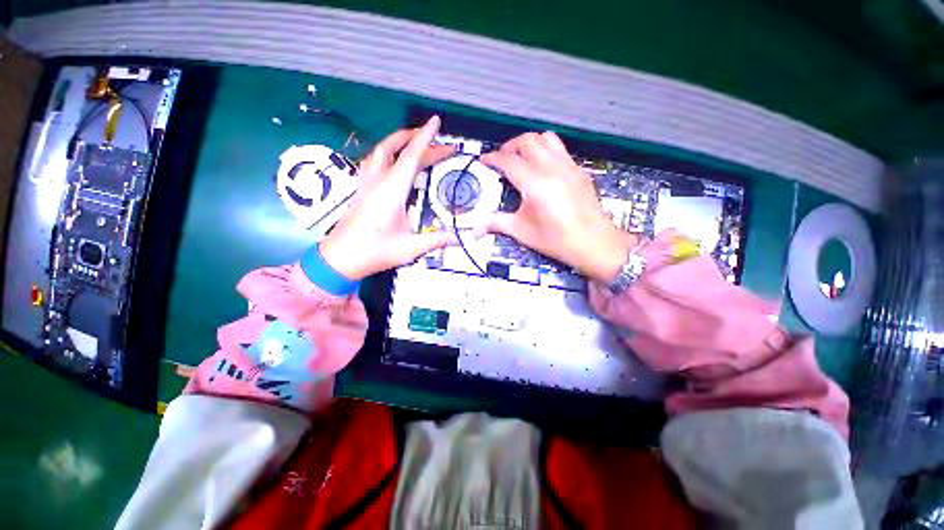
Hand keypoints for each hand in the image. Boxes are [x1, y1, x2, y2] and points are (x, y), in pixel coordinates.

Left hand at [320, 116, 456, 279]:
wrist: (340, 259)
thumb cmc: (375, 252)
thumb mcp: (410, 248)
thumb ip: (436, 240)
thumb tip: (458, 238)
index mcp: (392, 191)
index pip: (411, 157)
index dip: (425, 138)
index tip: (436, 121)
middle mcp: (377, 181)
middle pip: (395, 148)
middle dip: (416, 138)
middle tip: (436, 139)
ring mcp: (366, 184)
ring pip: (380, 151)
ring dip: (398, 142)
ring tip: (415, 143)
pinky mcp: (361, 190)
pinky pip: (374, 162)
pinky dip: (387, 154)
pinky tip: (393, 161)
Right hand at [481, 132, 637, 283]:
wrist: (593, 242)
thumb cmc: (556, 239)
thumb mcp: (522, 232)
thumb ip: (497, 223)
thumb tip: (474, 228)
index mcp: (535, 184)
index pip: (509, 161)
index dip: (493, 158)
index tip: (484, 160)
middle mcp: (552, 168)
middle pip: (528, 140)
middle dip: (510, 146)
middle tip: (502, 159)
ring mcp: (568, 166)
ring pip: (547, 138)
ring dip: (530, 143)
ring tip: (522, 158)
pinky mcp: (579, 170)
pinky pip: (560, 149)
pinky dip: (546, 150)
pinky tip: (542, 168)